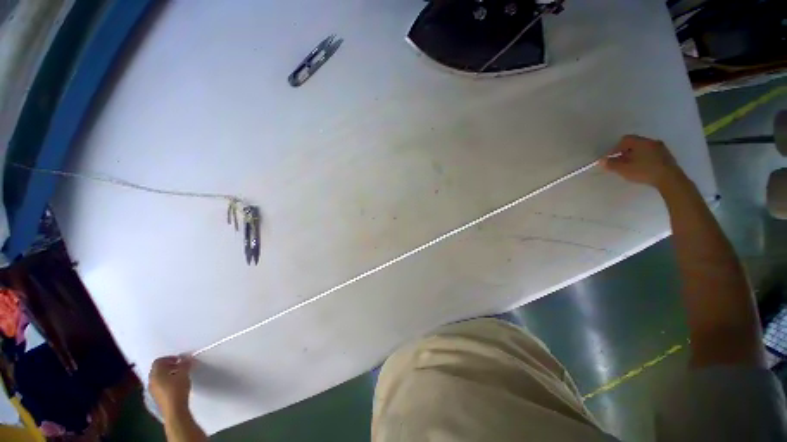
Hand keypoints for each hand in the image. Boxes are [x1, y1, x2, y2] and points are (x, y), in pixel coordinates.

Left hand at [149, 356, 193, 414]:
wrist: (175, 414)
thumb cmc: (176, 391)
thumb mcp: (183, 376)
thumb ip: (185, 366)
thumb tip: (189, 359)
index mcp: (154, 371)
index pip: (160, 361)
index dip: (170, 359)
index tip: (179, 361)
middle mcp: (151, 380)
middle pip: (159, 371)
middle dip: (169, 369)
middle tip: (179, 370)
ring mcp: (153, 392)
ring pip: (160, 382)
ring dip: (168, 379)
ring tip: (179, 381)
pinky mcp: (158, 402)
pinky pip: (162, 391)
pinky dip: (168, 388)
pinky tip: (176, 392)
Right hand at [601, 135, 682, 188]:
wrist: (670, 178)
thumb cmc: (646, 171)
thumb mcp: (627, 170)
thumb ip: (614, 165)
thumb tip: (602, 161)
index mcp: (638, 141)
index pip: (624, 140)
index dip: (617, 148)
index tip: (613, 158)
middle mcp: (649, 141)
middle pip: (636, 144)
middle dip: (629, 152)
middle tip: (625, 163)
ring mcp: (660, 148)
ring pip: (646, 150)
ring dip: (641, 157)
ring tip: (637, 168)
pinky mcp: (668, 158)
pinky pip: (655, 157)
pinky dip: (650, 161)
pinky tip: (649, 171)